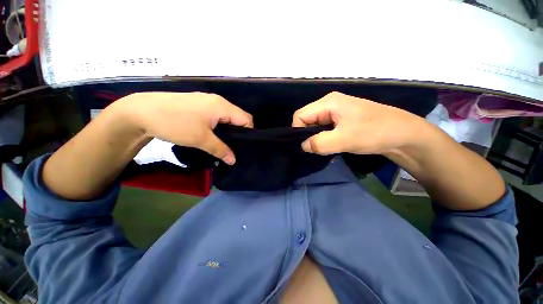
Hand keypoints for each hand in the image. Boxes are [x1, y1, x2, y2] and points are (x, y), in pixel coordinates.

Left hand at [118, 92, 252, 164]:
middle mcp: (217, 101)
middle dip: (239, 133)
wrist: (140, 112)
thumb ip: (221, 150)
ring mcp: (207, 102)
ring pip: (227, 117)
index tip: (245, 146)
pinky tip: (213, 136)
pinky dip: (219, 126)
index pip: (246, 119)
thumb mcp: (201, 139)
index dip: (249, 132)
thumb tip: (234, 161)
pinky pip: (216, 116)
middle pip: (237, 117)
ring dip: (228, 130)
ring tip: (225, 144)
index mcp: (222, 106)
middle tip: (235, 148)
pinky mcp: (198, 105)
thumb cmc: (175, 123)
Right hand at [292, 91, 427, 154]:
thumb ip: (319, 143)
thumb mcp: (344, 139)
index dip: (298, 130)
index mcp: (328, 102)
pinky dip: (323, 138)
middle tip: (315, 149)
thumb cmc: (374, 132)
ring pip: (315, 125)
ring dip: (316, 138)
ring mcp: (336, 112)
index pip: (300, 115)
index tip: (305, 146)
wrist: (403, 135)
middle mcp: (329, 104)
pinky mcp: (341, 120)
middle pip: (307, 119)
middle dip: (307, 135)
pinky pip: (324, 128)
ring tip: (324, 148)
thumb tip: (303, 146)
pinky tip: (330, 145)